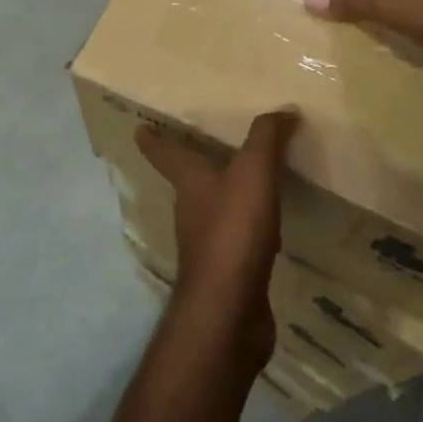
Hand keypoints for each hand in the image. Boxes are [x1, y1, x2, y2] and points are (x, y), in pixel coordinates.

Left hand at [134, 110, 297, 371]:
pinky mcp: (227, 272)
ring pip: (214, 209)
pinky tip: (269, 227)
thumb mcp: (253, 172)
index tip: (139, 128)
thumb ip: (267, 138)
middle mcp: (191, 211)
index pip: (164, 153)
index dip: (153, 139)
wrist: (229, 311)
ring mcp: (207, 244)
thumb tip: (283, 110)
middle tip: (207, 145)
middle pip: (189, 181)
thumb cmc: (233, 231)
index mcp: (190, 183)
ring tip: (248, 180)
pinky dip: (249, 226)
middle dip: (195, 164)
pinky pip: (238, 238)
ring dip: (225, 195)